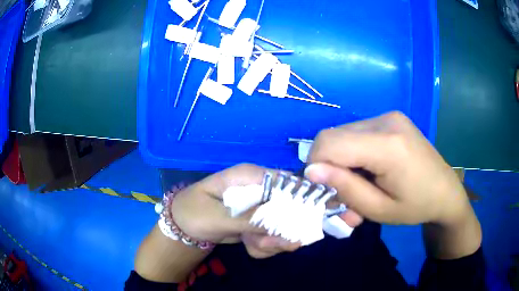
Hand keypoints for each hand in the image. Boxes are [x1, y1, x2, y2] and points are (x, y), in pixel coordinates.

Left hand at [170, 164, 362, 258]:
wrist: (183, 226)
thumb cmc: (193, 212)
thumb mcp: (216, 216)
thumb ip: (249, 218)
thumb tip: (283, 222)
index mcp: (251, 176)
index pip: (289, 181)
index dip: (308, 198)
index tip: (319, 219)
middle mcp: (261, 188)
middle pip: (293, 206)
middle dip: (287, 230)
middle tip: (275, 244)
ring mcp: (262, 207)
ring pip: (285, 225)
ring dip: (273, 241)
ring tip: (253, 245)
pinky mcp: (260, 222)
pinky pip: (274, 236)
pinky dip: (265, 246)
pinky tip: (249, 246)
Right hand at [305, 112, 472, 226]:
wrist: (446, 191)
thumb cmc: (415, 207)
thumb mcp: (378, 210)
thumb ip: (345, 189)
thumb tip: (311, 171)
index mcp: (388, 145)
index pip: (329, 142)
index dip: (315, 164)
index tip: (323, 188)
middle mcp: (386, 121)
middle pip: (333, 135)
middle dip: (329, 165)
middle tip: (342, 191)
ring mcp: (389, 116)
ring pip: (343, 133)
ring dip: (341, 159)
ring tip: (359, 182)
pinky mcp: (391, 117)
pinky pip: (357, 132)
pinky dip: (354, 151)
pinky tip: (369, 168)